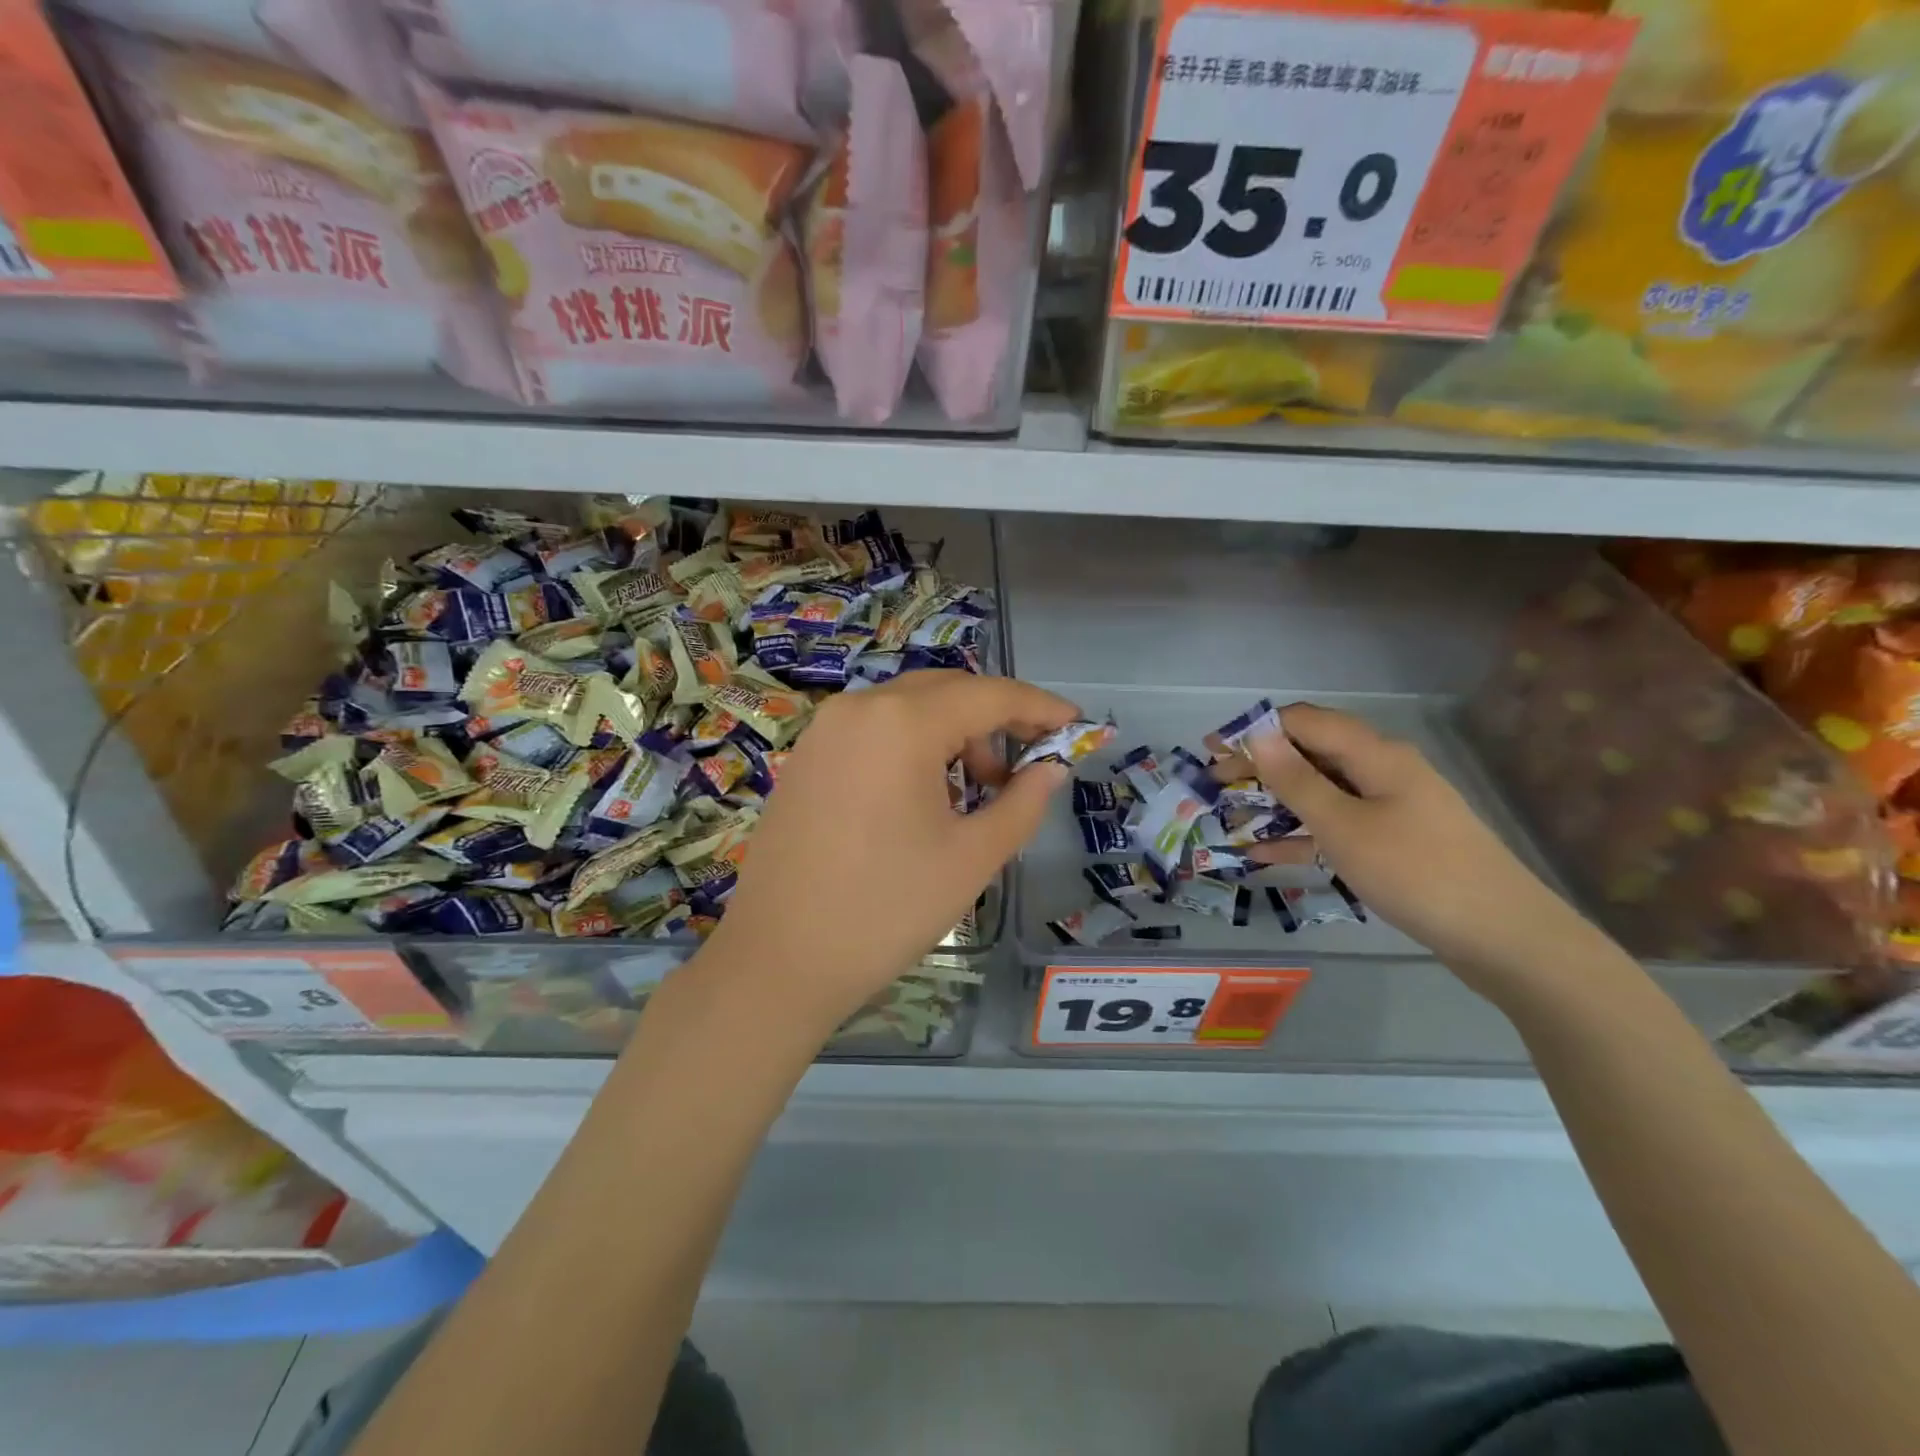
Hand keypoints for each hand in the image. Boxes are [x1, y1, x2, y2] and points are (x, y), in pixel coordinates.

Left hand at [706, 671, 1078, 1022]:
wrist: (778, 961)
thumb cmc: (886, 909)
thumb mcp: (971, 857)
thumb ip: (1023, 802)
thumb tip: (1051, 768)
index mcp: (902, 722)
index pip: (989, 695)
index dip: (1039, 707)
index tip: (1075, 724)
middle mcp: (858, 708)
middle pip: (946, 692)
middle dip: (995, 720)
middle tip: (1027, 765)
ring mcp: (824, 731)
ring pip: (908, 710)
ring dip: (953, 735)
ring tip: (975, 795)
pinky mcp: (806, 758)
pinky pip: (874, 732)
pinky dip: (912, 748)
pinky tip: (923, 798)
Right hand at [1245, 703, 1606, 992]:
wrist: (1504, 938)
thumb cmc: (1415, 872)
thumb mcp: (1343, 826)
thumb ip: (1296, 781)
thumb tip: (1258, 736)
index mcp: (1375, 755)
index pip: (1304, 722)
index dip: (1255, 729)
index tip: (1211, 749)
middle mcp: (1382, 772)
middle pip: (1310, 755)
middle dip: (1259, 766)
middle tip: (1214, 786)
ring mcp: (1390, 808)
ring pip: (1320, 793)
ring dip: (1274, 803)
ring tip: (1230, 818)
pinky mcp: (1393, 843)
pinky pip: (1336, 827)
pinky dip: (1301, 835)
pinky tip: (1263, 854)